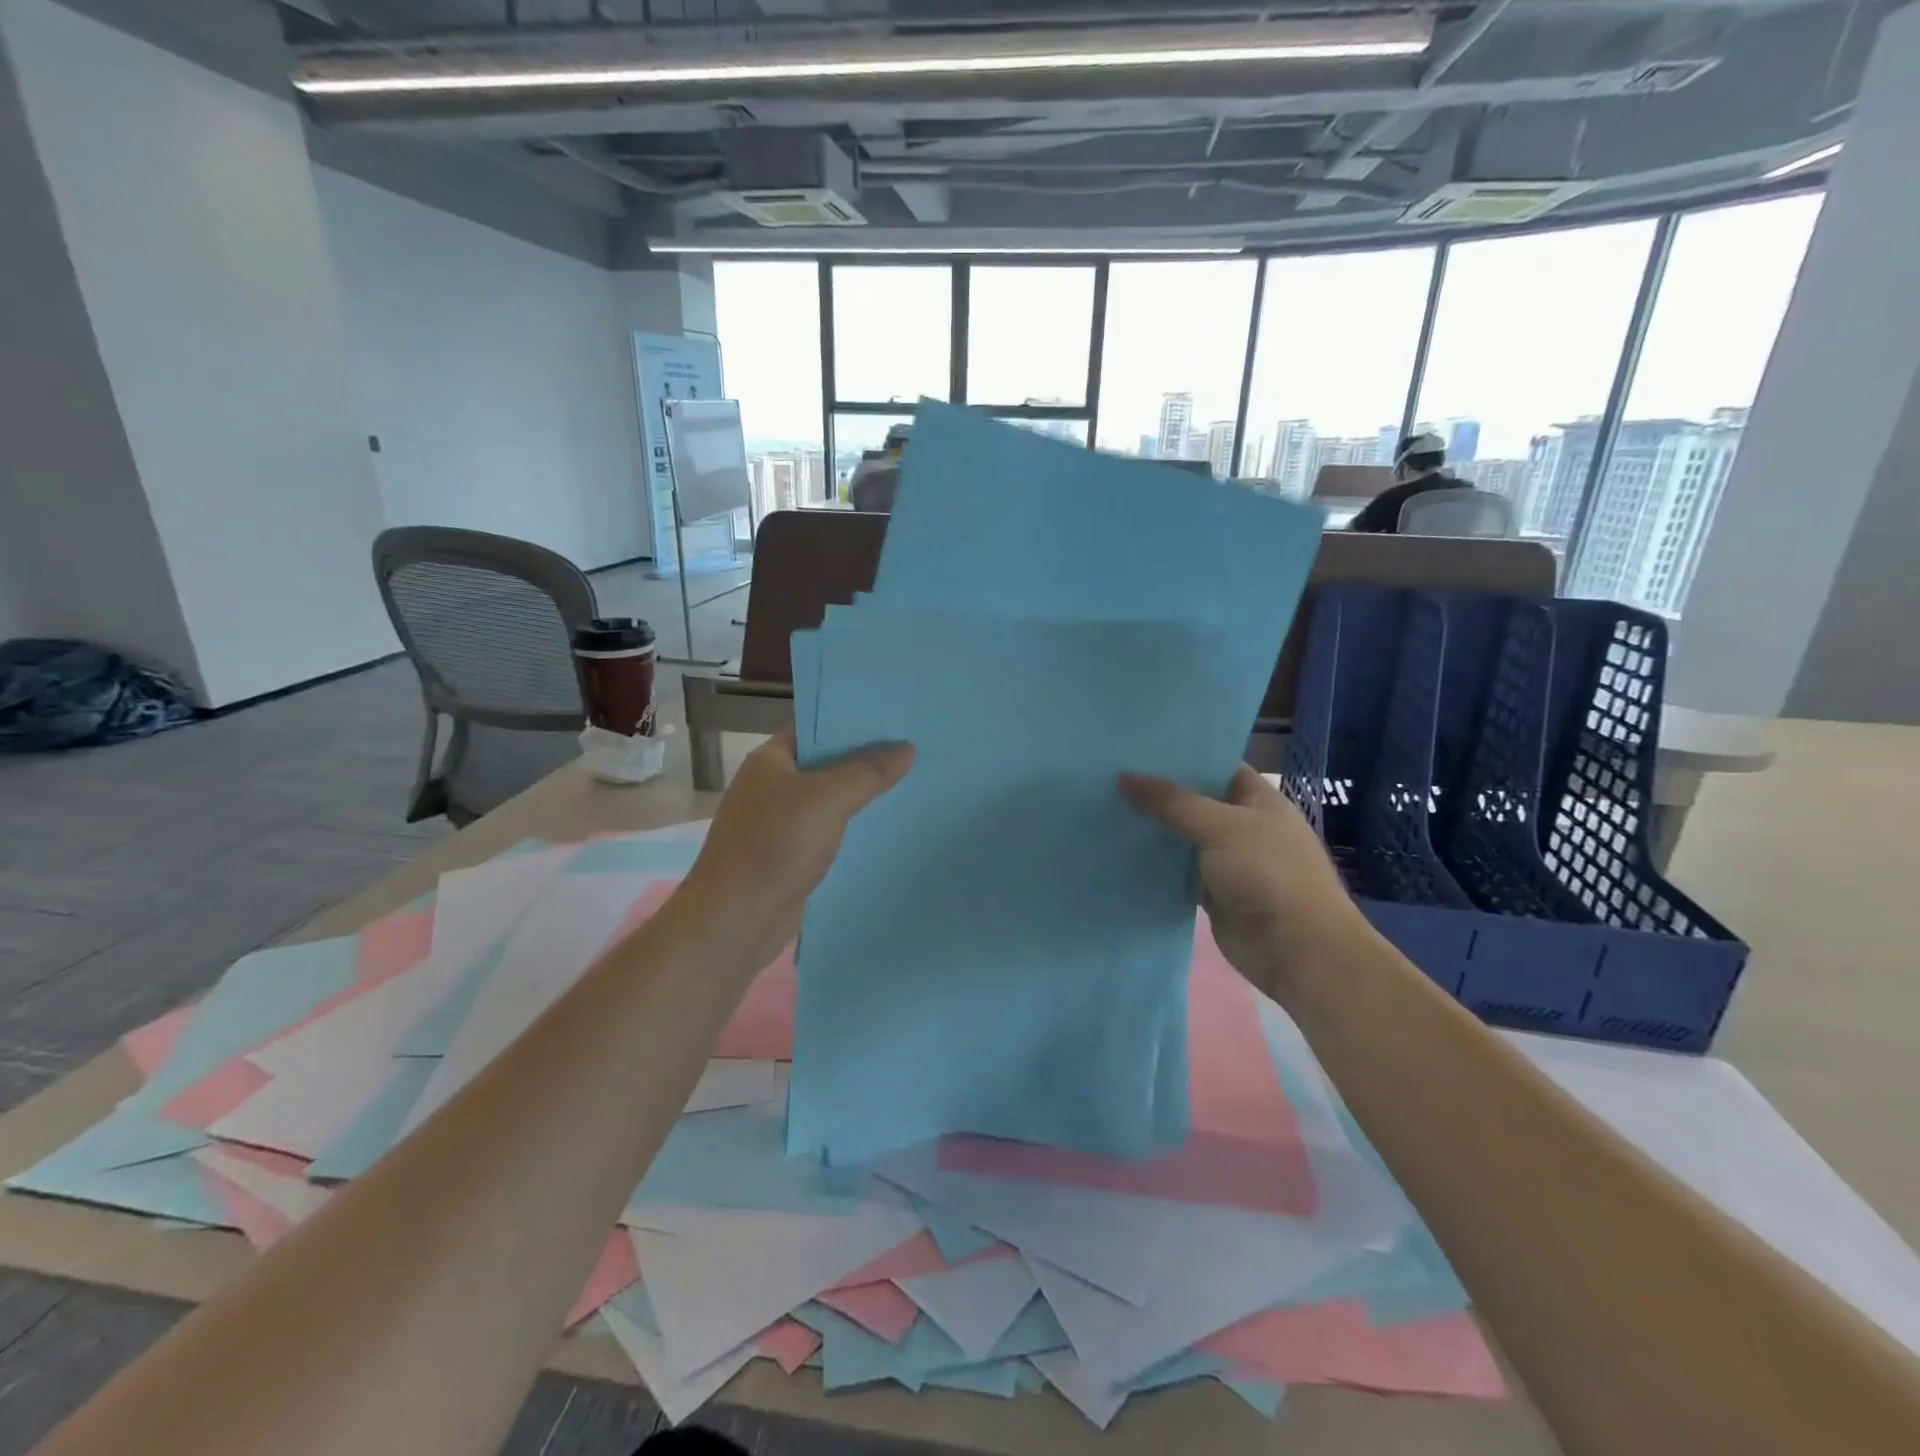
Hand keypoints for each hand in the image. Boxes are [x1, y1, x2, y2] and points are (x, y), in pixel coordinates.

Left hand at [677, 728, 914, 968]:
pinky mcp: (787, 856)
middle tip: (913, 750)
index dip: (851, 720)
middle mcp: (771, 786)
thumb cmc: (775, 845)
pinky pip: (826, 831)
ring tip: (909, 784)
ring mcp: (777, 823)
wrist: (735, 919)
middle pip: (824, 763)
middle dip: (864, 758)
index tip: (893, 718)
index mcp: (770, 760)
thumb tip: (907, 747)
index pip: (813, 726)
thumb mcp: (828, 799)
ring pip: (827, 799)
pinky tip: (884, 828)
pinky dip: (851, 828)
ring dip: (860, 795)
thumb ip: (868, 772)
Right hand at [1121, 764, 1369, 1003]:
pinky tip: (1120, 852)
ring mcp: (1229, 862)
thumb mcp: (1221, 827)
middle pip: (1196, 802)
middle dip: (1159, 792)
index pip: (1217, 766)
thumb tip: (1124, 777)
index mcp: (1259, 800)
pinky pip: (1179, 873)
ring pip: (1184, 838)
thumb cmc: (1269, 874)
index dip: (1182, 756)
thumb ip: (1172, 802)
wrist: (1297, 950)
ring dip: (1154, 830)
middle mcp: (1244, 826)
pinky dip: (1156, 866)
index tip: (1139, 747)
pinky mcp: (1214, 894)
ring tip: (1106, 808)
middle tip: (1110, 775)